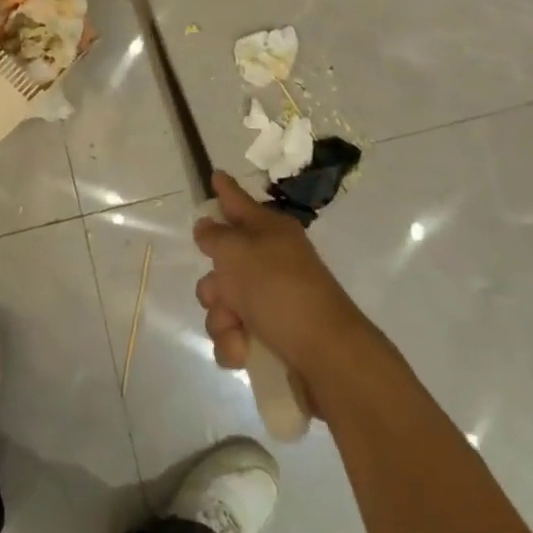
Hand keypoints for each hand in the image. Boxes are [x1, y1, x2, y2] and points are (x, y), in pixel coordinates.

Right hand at [194, 172, 368, 384]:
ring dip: (222, 319)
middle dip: (214, 284)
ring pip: (223, 302)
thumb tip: (206, 224)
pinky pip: (235, 334)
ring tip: (236, 331)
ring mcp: (271, 300)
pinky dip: (234, 344)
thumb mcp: (238, 252)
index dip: (226, 190)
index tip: (216, 175)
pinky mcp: (272, 337)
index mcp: (269, 231)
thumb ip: (215, 236)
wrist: (326, 357)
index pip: (239, 202)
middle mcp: (270, 260)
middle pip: (223, 262)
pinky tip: (243, 353)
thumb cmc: (280, 291)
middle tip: (221, 293)